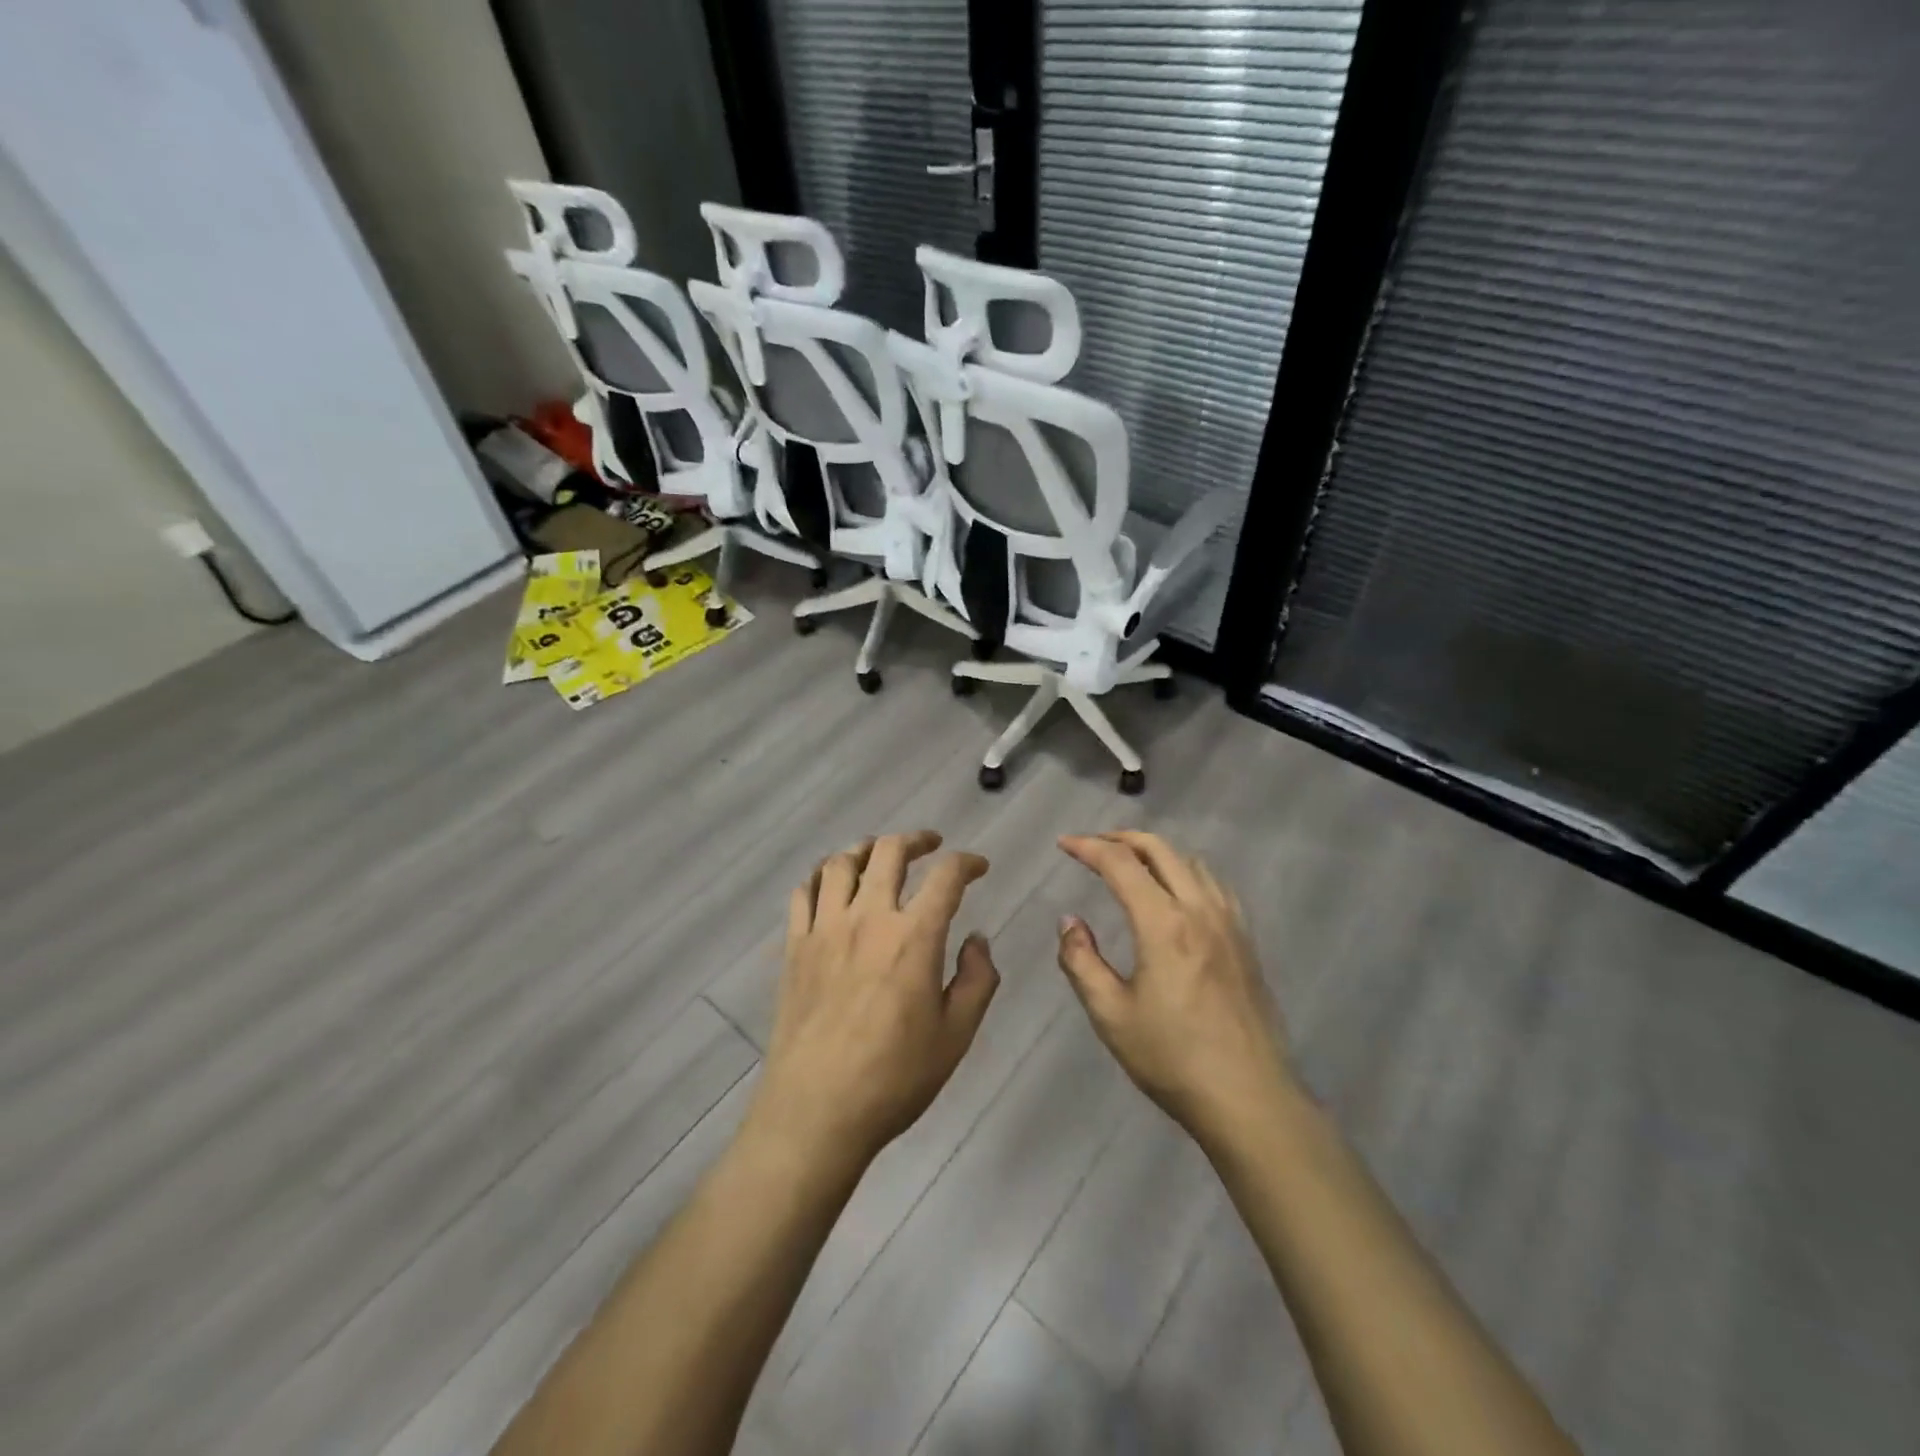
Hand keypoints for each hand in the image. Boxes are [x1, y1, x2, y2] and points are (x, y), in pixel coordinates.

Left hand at [748, 832, 1000, 1168]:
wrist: (816, 1111)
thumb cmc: (895, 1077)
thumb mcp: (956, 1035)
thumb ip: (977, 979)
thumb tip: (977, 940)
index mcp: (914, 937)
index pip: (946, 877)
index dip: (967, 863)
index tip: (978, 867)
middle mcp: (868, 918)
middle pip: (888, 852)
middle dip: (916, 840)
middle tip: (931, 845)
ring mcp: (825, 928)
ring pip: (840, 862)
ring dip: (865, 849)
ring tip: (879, 855)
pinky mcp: (794, 946)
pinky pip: (803, 892)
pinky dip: (820, 876)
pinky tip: (831, 884)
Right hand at [1056, 831, 1296, 1147]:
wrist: (1249, 1098)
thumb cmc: (1172, 1058)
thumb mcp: (1111, 1014)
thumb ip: (1082, 961)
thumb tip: (1070, 921)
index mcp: (1164, 924)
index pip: (1121, 864)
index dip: (1088, 847)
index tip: (1064, 843)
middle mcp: (1200, 910)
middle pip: (1161, 850)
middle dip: (1122, 838)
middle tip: (1093, 845)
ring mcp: (1230, 924)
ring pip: (1192, 862)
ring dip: (1157, 852)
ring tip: (1131, 864)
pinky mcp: (1246, 942)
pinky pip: (1215, 885)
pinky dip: (1187, 871)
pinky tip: (1178, 893)